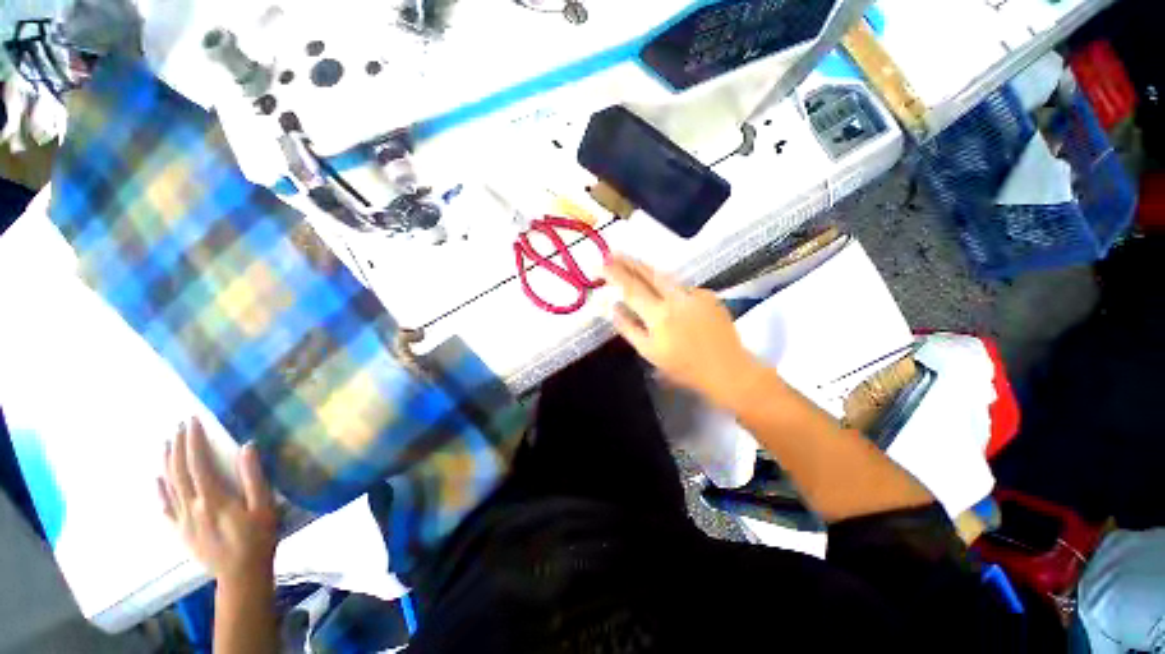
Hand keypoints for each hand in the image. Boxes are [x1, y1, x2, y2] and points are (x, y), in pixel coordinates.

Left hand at [159, 418, 277, 587]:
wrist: (241, 573)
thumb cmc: (258, 537)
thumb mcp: (264, 506)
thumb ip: (254, 477)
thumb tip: (247, 446)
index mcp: (212, 498)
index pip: (198, 463)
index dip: (194, 441)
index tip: (193, 421)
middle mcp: (191, 506)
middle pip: (178, 471)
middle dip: (178, 446)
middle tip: (179, 426)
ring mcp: (182, 520)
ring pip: (168, 486)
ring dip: (166, 462)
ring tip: (166, 444)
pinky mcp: (180, 531)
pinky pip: (164, 508)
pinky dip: (158, 491)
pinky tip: (156, 480)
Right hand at [603, 255, 767, 408]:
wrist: (728, 369)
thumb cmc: (684, 367)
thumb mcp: (649, 352)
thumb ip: (629, 328)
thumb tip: (613, 307)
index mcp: (659, 315)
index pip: (631, 288)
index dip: (615, 274)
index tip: (601, 265)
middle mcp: (676, 298)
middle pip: (649, 273)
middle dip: (629, 261)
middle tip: (614, 252)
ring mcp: (695, 293)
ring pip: (666, 277)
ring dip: (647, 269)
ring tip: (632, 264)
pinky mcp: (708, 294)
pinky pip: (682, 287)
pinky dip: (669, 287)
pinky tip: (665, 293)